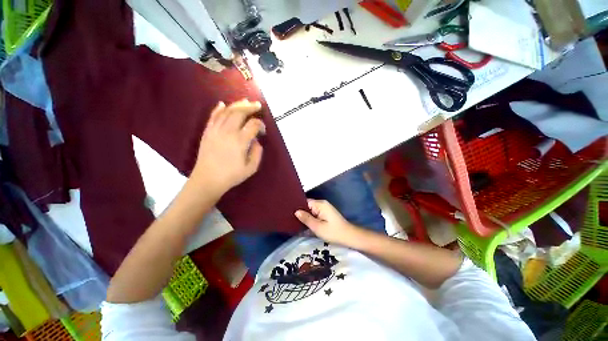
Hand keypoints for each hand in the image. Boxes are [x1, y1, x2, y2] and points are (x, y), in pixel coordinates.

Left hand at [191, 100, 265, 195]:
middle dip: (250, 107)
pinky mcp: (207, 132)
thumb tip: (256, 140)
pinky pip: (213, 116)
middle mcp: (228, 132)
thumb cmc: (231, 175)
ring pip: (226, 112)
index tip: (263, 130)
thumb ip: (257, 152)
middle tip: (258, 105)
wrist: (208, 180)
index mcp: (240, 141)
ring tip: (245, 101)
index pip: (253, 125)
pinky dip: (218, 109)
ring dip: (237, 105)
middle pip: (239, 113)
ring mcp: (215, 130)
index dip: (260, 124)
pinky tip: (223, 104)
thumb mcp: (251, 168)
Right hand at [295, 199, 360, 245]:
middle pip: (307, 206)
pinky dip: (310, 218)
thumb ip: (306, 218)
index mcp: (320, 204)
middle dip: (300, 212)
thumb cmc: (333, 232)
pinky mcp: (326, 214)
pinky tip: (304, 224)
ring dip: (305, 216)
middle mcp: (322, 204)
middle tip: (289, 218)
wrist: (349, 236)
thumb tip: (296, 211)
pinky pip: (315, 214)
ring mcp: (324, 208)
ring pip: (311, 210)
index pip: (305, 202)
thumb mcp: (318, 227)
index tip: (288, 212)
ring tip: (294, 221)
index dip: (297, 207)